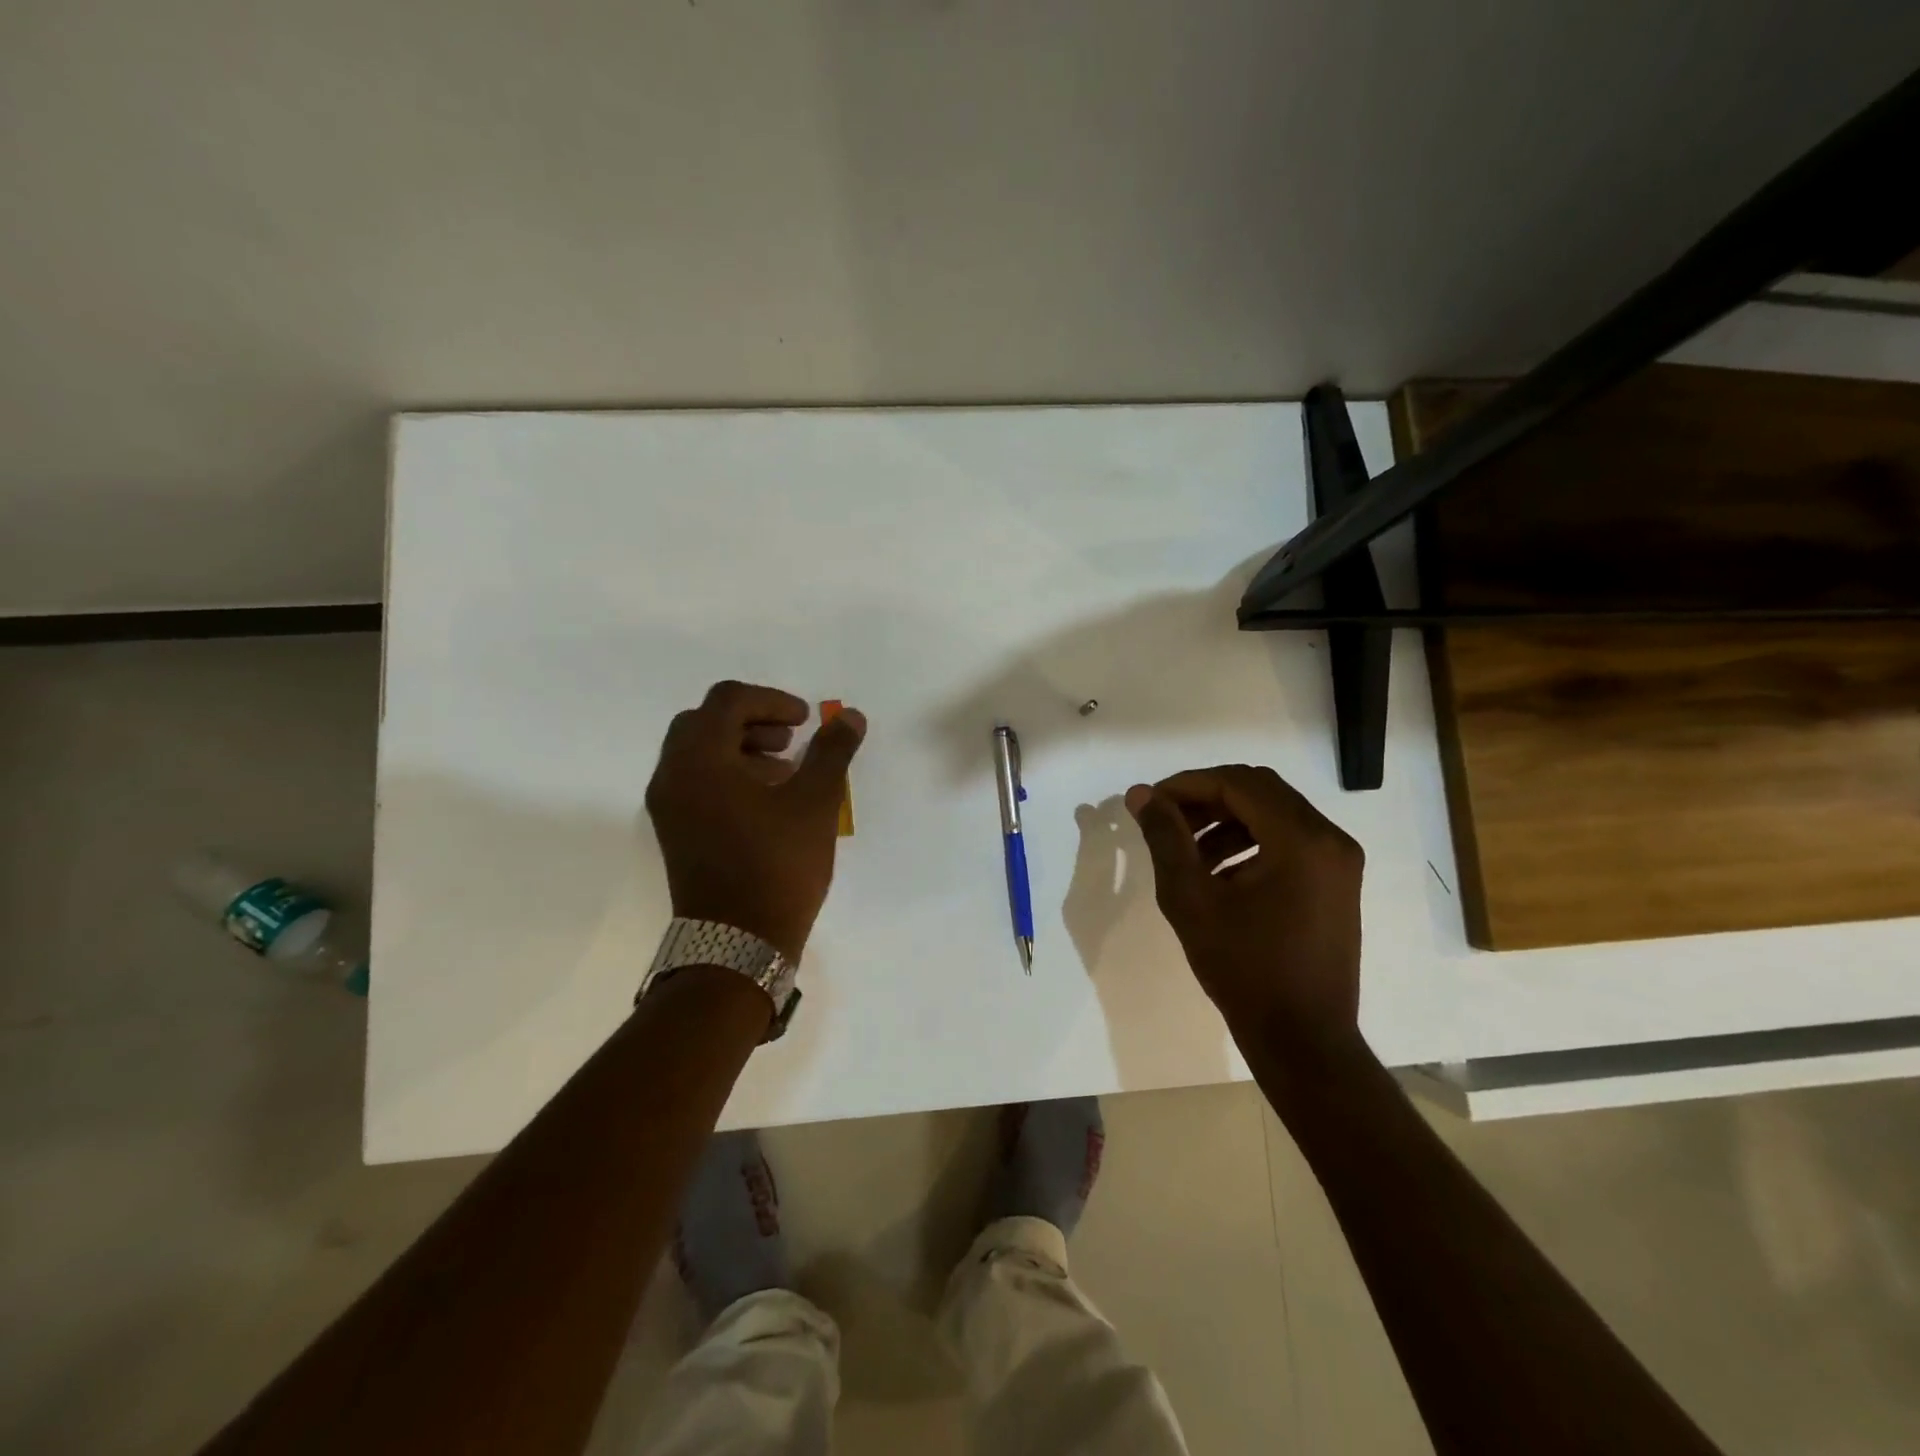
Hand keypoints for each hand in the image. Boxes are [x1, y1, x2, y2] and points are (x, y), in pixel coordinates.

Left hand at [645, 681, 866, 962]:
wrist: (737, 942)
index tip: (805, 720)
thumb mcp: (815, 802)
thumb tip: (851, 716)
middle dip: (752, 720)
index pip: (727, 700)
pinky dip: (727, 773)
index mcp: (700, 759)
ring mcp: (668, 806)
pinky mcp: (674, 830)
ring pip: (698, 751)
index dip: (771, 700)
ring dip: (740, 746)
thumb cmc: (777, 865)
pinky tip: (766, 798)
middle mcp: (672, 775)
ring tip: (784, 769)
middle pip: (705, 721)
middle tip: (790, 738)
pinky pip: (695, 781)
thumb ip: (832, 752)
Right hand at [1125, 765, 1362, 1045]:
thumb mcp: (1191, 899)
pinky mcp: (1336, 882)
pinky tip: (1216, 872)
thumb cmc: (1244, 969)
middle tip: (1165, 819)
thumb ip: (1165, 838)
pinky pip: (1288, 840)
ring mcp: (1338, 861)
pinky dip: (1248, 842)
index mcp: (1301, 838)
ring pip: (1273, 814)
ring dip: (1225, 820)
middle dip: (1206, 798)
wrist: (1302, 1039)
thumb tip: (1140, 795)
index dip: (1188, 784)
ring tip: (1184, 849)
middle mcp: (1330, 838)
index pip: (1238, 783)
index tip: (1150, 802)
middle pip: (1258, 791)